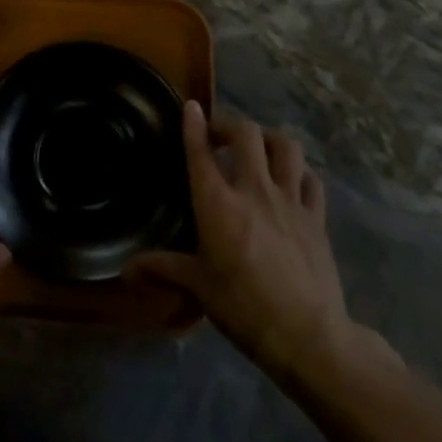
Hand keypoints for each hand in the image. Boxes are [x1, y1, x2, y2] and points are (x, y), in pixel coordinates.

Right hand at [127, 103, 400, 387]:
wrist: (307, 335)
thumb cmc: (243, 307)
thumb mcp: (198, 287)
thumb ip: (162, 269)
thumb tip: (125, 271)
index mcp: (218, 203)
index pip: (201, 152)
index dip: (194, 125)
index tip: (191, 107)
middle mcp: (254, 190)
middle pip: (246, 134)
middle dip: (230, 125)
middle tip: (219, 135)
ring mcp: (290, 201)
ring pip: (285, 147)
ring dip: (268, 138)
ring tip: (258, 147)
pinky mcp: (316, 218)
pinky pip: (311, 180)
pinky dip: (299, 171)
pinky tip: (293, 178)